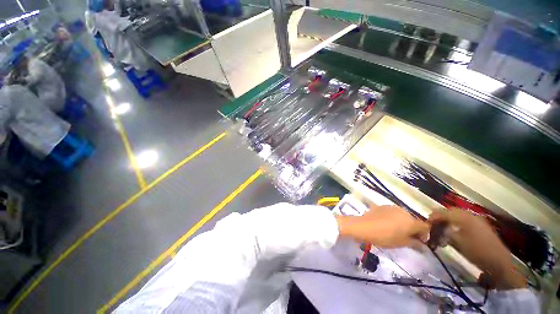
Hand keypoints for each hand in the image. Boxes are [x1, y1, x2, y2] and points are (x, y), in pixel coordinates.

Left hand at [335, 205, 428, 247]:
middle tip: (406, 237)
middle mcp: (404, 211)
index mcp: (411, 221)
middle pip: (413, 220)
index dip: (424, 235)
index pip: (425, 227)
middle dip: (412, 228)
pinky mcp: (382, 206)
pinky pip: (392, 212)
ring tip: (394, 230)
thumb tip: (423, 245)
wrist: (364, 226)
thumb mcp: (401, 243)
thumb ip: (415, 243)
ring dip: (402, 222)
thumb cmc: (385, 237)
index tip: (419, 241)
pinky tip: (385, 223)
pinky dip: (392, 218)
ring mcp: (392, 207)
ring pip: (402, 216)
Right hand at [428, 209, 526, 288]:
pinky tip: (454, 231)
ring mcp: (477, 220)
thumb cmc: (476, 252)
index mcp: (464, 217)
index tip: (426, 223)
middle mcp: (471, 215)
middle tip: (433, 225)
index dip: (433, 217)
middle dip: (440, 217)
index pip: (443, 212)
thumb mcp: (458, 242)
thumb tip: (435, 227)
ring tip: (442, 228)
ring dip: (448, 220)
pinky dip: (456, 223)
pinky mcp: (481, 225)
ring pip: (457, 215)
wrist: (498, 262)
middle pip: (450, 211)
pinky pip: (465, 219)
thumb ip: (445, 231)